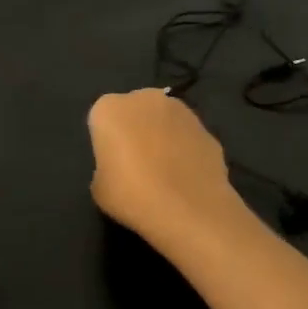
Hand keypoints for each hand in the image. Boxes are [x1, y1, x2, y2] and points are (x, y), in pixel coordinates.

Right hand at [87, 89, 248, 250]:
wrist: (188, 210)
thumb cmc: (132, 196)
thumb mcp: (100, 187)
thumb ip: (106, 166)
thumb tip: (120, 166)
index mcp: (110, 109)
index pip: (102, 119)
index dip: (106, 142)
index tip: (112, 164)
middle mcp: (145, 99)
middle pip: (135, 111)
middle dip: (135, 130)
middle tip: (136, 164)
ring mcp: (181, 110)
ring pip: (164, 120)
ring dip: (162, 136)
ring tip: (164, 173)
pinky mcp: (207, 128)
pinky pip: (187, 137)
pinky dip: (185, 150)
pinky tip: (185, 177)